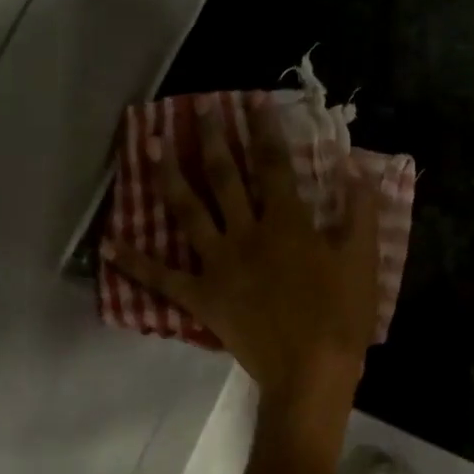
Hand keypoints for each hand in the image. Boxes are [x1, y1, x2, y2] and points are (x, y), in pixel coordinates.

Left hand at [103, 102, 381, 404]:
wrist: (310, 372)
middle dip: (212, 138)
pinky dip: (135, 262)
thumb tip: (357, 168)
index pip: (273, 164)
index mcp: (286, 223)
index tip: (251, 101)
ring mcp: (218, 265)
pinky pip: (162, 278)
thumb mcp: (362, 260)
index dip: (263, 129)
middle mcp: (246, 234)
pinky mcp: (202, 297)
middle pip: (224, 177)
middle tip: (197, 109)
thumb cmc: (340, 316)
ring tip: (150, 146)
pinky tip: (111, 244)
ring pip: (188, 212)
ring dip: (168, 176)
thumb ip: (360, 211)